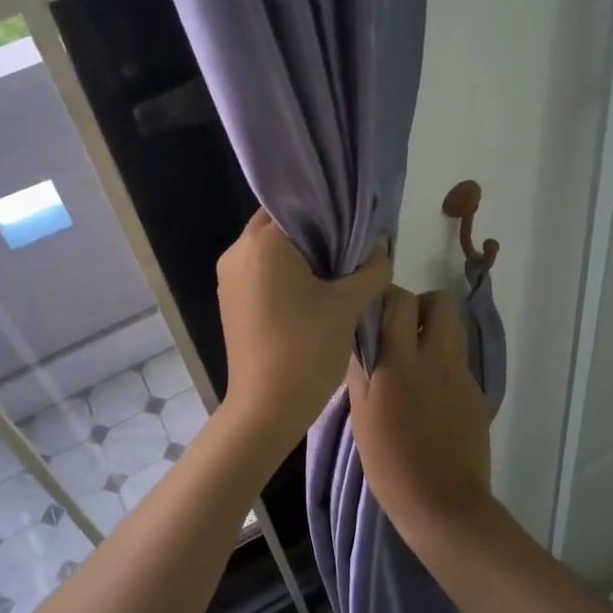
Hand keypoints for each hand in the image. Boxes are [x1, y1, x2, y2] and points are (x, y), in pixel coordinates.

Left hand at [216, 209, 391, 442]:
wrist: (267, 408)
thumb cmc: (307, 348)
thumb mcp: (348, 305)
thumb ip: (371, 268)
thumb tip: (382, 243)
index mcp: (262, 243)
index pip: (297, 205)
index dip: (329, 209)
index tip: (355, 220)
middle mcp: (237, 252)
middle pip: (280, 224)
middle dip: (314, 231)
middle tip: (350, 244)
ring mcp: (229, 278)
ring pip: (269, 249)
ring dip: (300, 252)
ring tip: (336, 267)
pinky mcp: (231, 301)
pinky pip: (261, 271)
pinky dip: (285, 272)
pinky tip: (313, 289)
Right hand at [346, 287, 493, 533]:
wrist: (443, 503)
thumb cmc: (390, 463)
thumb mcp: (361, 416)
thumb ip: (362, 370)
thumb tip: (361, 339)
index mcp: (400, 361)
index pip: (400, 301)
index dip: (387, 298)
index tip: (375, 311)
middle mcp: (436, 358)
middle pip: (440, 303)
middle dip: (421, 306)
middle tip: (402, 329)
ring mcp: (461, 374)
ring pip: (454, 329)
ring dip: (435, 331)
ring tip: (416, 358)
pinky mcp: (477, 393)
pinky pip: (459, 361)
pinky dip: (445, 364)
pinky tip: (431, 394)